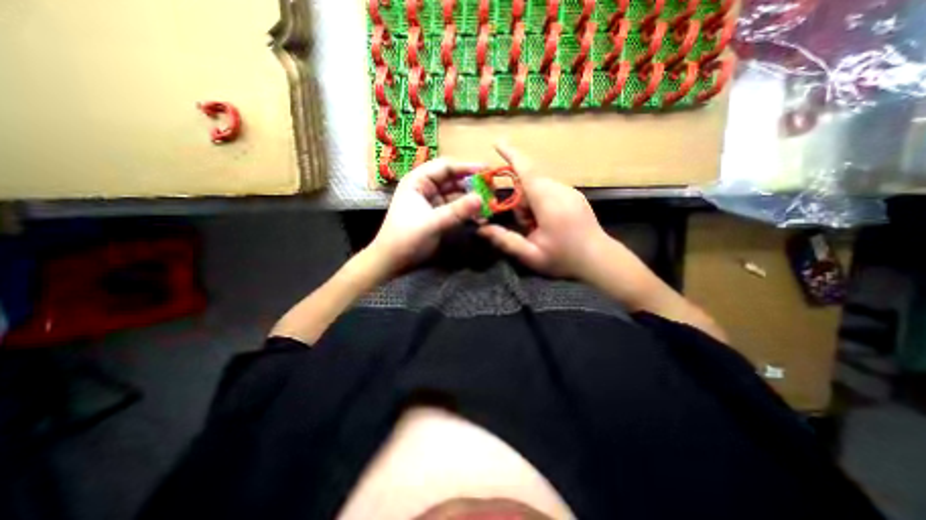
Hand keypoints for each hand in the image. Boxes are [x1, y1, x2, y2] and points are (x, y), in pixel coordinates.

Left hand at [369, 157, 484, 276]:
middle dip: (471, 183)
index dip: (466, 167)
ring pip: (456, 194)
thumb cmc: (407, 238)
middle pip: (452, 179)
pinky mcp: (437, 215)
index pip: (445, 166)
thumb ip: (458, 210)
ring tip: (489, 201)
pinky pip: (455, 207)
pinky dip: (466, 210)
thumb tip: (482, 199)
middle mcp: (425, 187)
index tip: (487, 170)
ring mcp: (432, 202)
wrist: (392, 261)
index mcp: (418, 181)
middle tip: (492, 188)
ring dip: (471, 197)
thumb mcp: (433, 222)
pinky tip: (479, 215)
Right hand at [477, 142, 613, 278]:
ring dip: (530, 204)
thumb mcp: (531, 255)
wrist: (600, 260)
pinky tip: (548, 222)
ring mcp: (570, 192)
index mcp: (549, 203)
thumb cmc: (564, 259)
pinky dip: (541, 202)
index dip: (511, 155)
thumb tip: (481, 229)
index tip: (497, 143)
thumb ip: (505, 240)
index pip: (527, 171)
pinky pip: (550, 190)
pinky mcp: (575, 195)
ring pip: (539, 186)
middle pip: (529, 182)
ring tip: (538, 227)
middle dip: (520, 200)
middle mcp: (560, 190)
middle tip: (526, 225)